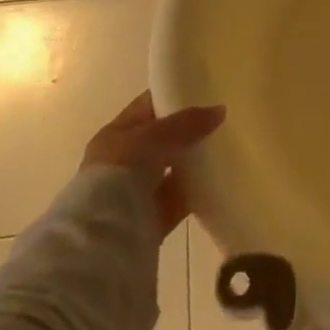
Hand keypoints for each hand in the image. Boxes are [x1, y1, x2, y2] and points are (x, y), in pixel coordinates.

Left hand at [83, 91, 225, 237]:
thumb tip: (220, 110)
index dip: (173, 96)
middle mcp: (124, 162)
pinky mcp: (152, 219)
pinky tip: (220, 179)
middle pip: (162, 139)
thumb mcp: (151, 138)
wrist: (102, 239)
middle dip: (188, 130)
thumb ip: (185, 124)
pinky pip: (179, 198)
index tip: (205, 90)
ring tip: (227, 146)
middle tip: (222, 119)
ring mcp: (137, 192)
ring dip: (194, 161)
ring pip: (172, 169)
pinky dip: (197, 190)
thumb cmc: (118, 175)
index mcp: (116, 135)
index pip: (148, 107)